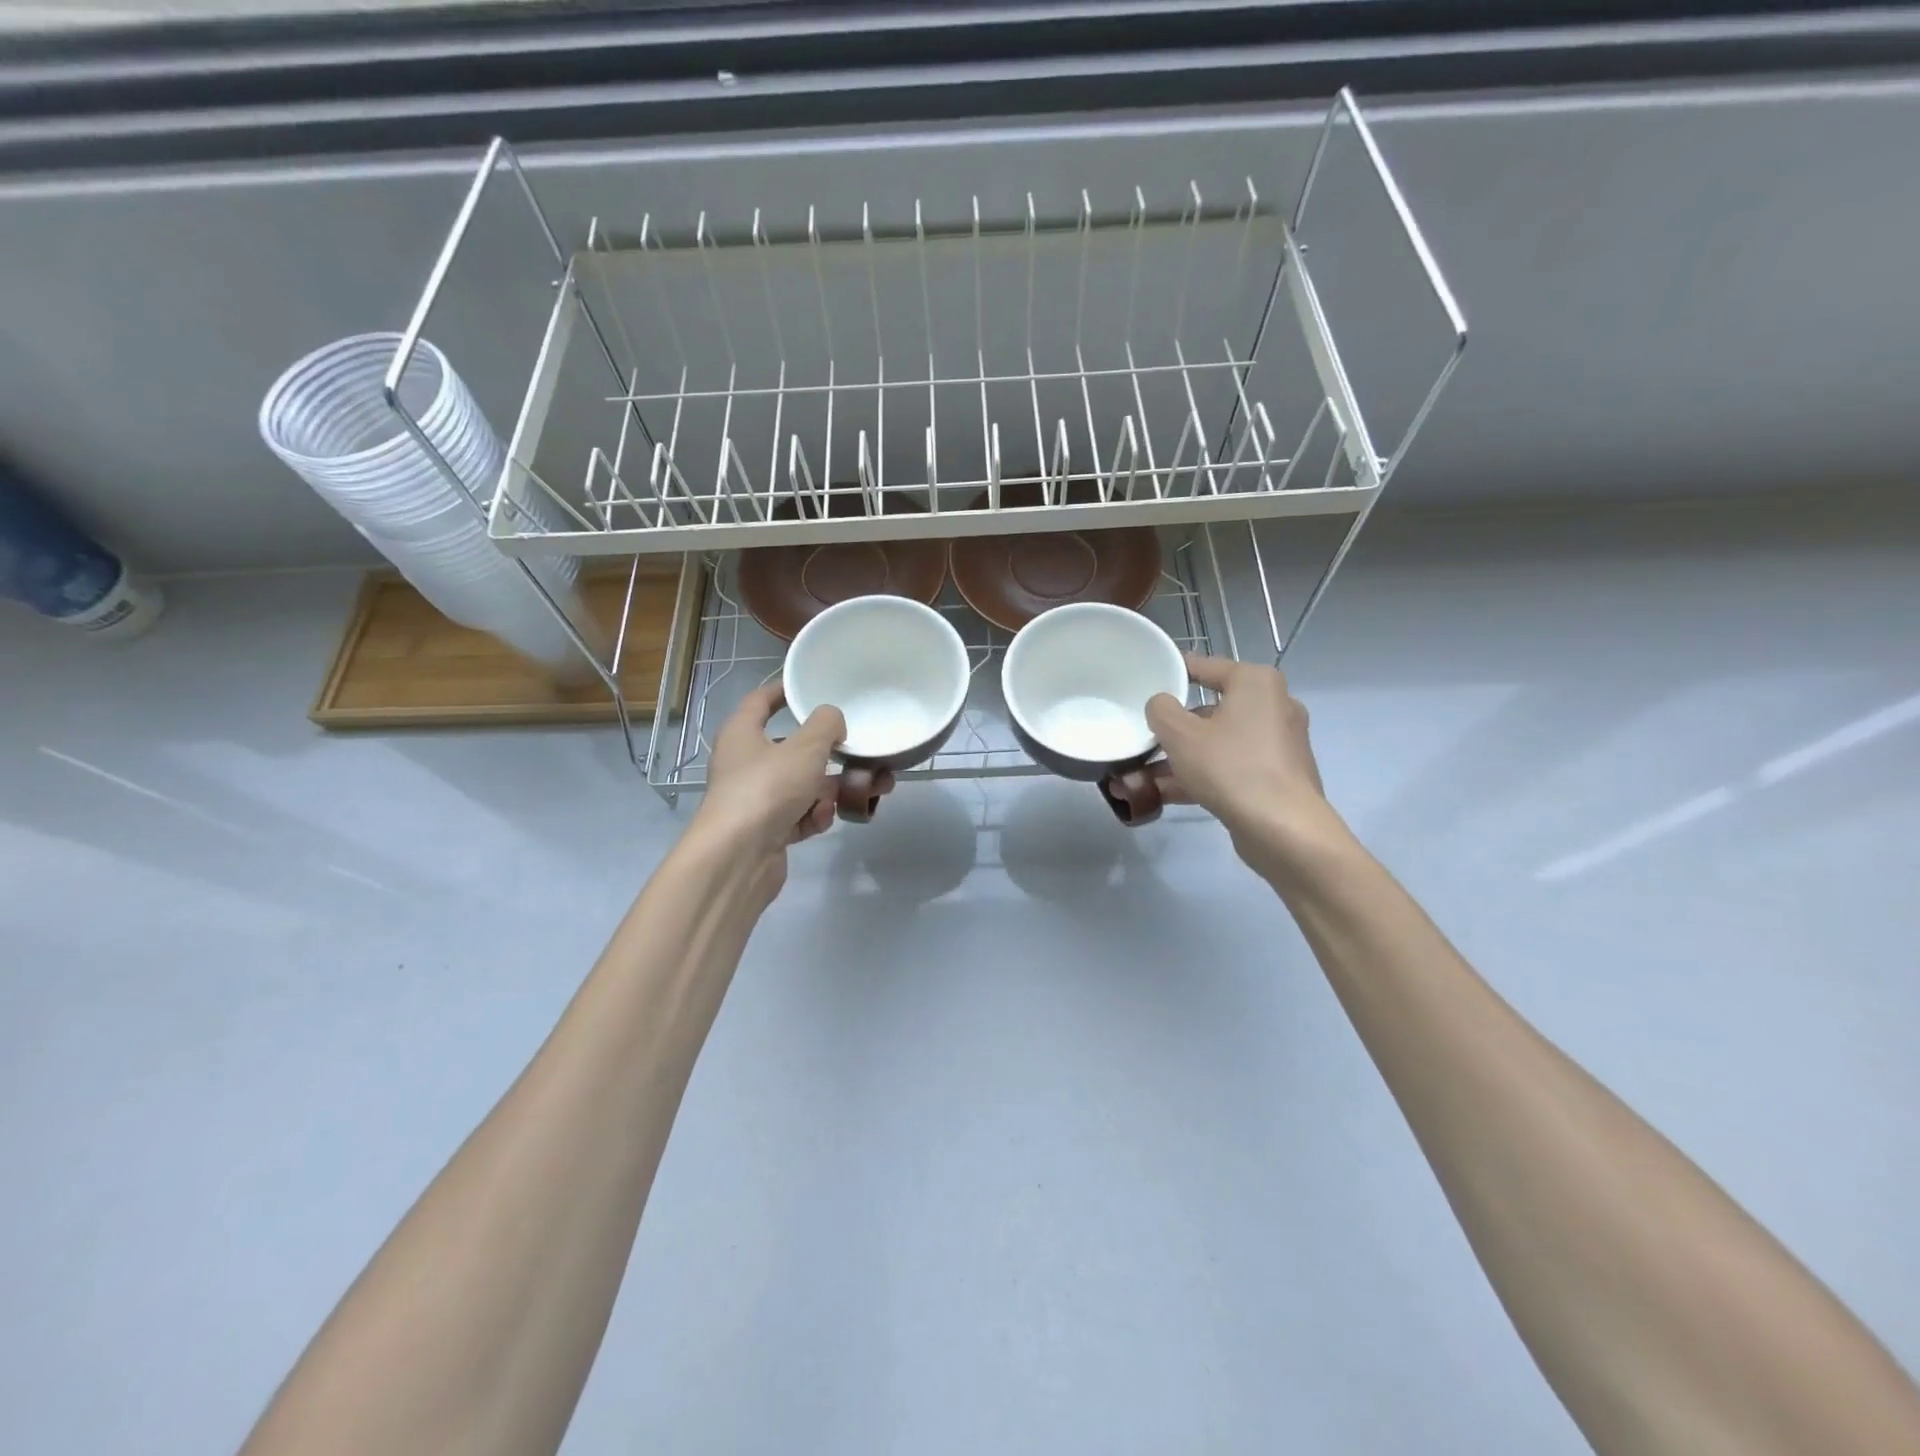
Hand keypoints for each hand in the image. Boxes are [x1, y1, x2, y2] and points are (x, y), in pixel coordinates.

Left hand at [693, 683, 850, 904]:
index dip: (784, 691)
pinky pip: (799, 815)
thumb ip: (826, 725)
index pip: (760, 701)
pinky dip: (814, 816)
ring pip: (801, 785)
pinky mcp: (767, 830)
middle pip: (791, 749)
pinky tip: (823, 819)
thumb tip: (833, 721)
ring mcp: (755, 799)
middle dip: (828, 754)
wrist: (738, 857)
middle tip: (858, 753)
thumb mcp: (805, 747)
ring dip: (829, 789)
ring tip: (863, 791)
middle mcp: (745, 763)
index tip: (809, 687)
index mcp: (742, 733)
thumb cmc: (767, 789)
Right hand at [1145, 654, 1331, 860]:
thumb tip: (1162, 705)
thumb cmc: (1230, 767)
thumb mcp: (1180, 734)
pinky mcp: (1277, 776)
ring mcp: (1279, 743)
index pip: (1206, 666)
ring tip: (1143, 775)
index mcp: (1256, 683)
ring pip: (1218, 742)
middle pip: (1211, 709)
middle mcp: (1274, 706)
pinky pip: (1231, 766)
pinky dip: (1202, 775)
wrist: (1282, 829)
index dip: (1174, 672)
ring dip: (1182, 757)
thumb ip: (1161, 710)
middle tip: (1144, 736)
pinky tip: (1165, 794)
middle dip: (1174, 728)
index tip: (1148, 681)